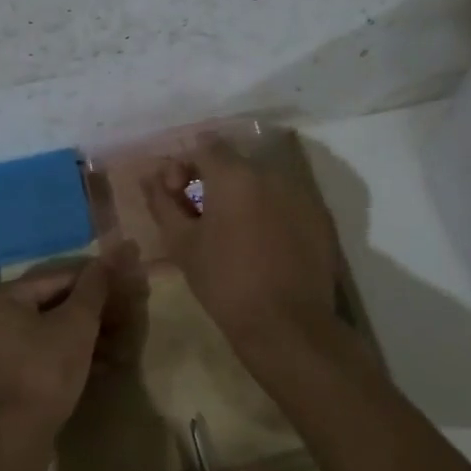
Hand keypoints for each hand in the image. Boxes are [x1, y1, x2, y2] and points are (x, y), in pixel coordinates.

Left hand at [0, 249, 125, 450]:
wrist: (10, 442)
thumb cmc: (44, 373)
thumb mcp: (76, 325)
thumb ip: (96, 287)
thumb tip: (117, 250)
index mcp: (2, 297)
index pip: (58, 277)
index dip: (96, 280)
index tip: (126, 284)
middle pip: (52, 304)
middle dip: (93, 313)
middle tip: (127, 317)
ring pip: (49, 331)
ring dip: (86, 337)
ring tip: (121, 345)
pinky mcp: (4, 377)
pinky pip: (41, 354)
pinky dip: (69, 356)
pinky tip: (103, 366)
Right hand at [140, 136, 341, 360]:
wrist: (287, 325)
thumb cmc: (225, 281)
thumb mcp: (182, 243)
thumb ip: (162, 202)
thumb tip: (150, 176)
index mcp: (234, 174)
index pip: (204, 146)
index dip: (185, 165)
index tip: (178, 195)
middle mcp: (271, 173)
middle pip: (235, 162)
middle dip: (214, 181)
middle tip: (201, 216)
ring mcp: (301, 194)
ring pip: (262, 182)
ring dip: (243, 196)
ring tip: (233, 232)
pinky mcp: (320, 218)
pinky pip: (286, 201)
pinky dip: (270, 212)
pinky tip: (263, 244)